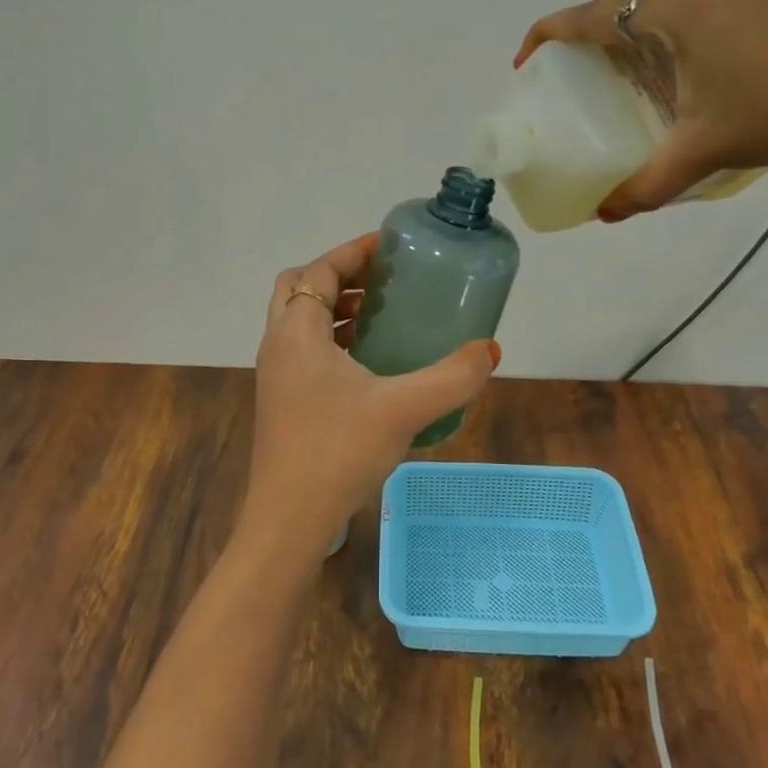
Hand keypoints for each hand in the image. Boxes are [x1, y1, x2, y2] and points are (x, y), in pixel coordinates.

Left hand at [239, 233, 498, 563]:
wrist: (287, 521)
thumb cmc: (337, 452)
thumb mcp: (403, 410)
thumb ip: (453, 378)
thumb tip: (491, 350)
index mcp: (296, 333)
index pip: (318, 270)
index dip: (352, 252)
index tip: (389, 246)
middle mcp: (279, 346)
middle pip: (300, 289)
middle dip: (340, 276)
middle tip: (383, 281)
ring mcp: (277, 376)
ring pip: (301, 322)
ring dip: (335, 309)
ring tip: (381, 315)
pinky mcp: (283, 402)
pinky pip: (305, 351)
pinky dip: (333, 340)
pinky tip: (370, 364)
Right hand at [515, 0, 767, 219]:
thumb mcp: (706, 150)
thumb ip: (647, 184)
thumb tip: (604, 215)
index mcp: (675, 10)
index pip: (591, 12)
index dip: (549, 33)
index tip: (526, 61)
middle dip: (585, 31)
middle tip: (572, 73)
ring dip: (627, 28)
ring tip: (619, 73)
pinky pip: (690, 3)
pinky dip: (663, 28)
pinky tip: (676, 68)